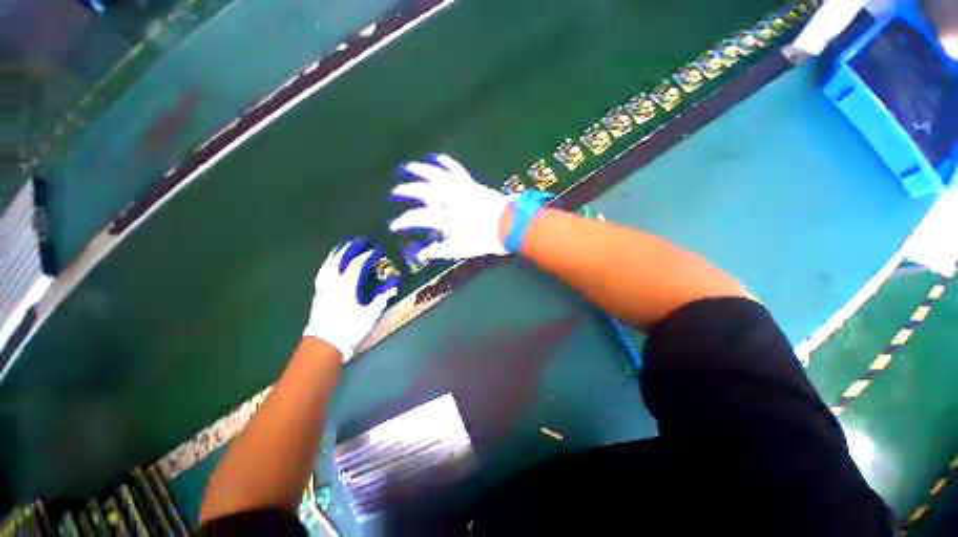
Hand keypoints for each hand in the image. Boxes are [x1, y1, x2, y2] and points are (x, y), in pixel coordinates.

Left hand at [303, 239, 398, 361]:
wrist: (325, 344)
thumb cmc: (350, 329)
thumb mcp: (370, 315)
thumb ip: (381, 299)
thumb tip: (392, 287)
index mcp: (347, 288)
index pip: (356, 265)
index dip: (367, 256)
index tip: (376, 250)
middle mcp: (333, 285)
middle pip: (338, 261)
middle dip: (348, 249)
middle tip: (358, 241)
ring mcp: (323, 289)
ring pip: (327, 266)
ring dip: (336, 254)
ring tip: (343, 247)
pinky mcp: (318, 294)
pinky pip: (322, 273)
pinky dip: (328, 265)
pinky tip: (331, 264)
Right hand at [389, 154, 512, 260]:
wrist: (511, 225)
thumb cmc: (486, 240)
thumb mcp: (462, 249)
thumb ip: (440, 250)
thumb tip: (421, 254)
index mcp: (445, 218)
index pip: (417, 218)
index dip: (403, 221)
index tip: (394, 225)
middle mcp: (449, 200)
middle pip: (422, 190)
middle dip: (405, 190)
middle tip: (395, 191)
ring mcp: (460, 189)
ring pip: (436, 174)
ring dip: (420, 170)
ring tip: (408, 167)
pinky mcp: (470, 184)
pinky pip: (455, 169)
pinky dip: (445, 162)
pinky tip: (437, 157)